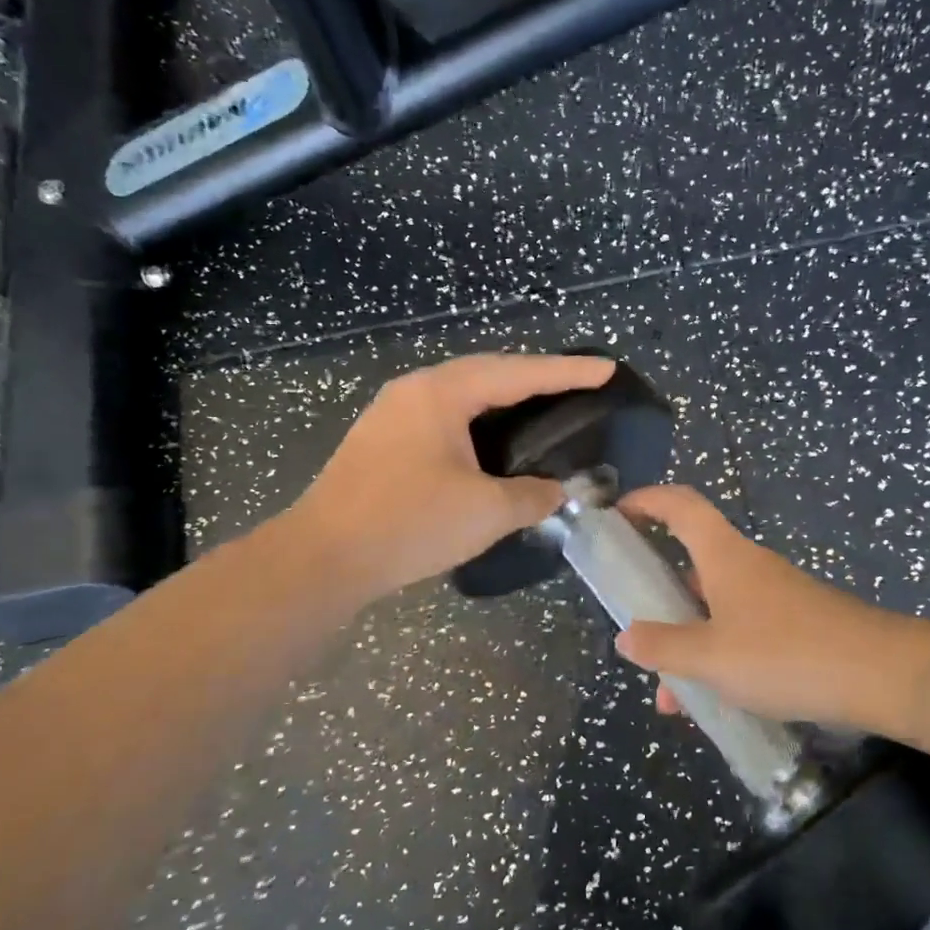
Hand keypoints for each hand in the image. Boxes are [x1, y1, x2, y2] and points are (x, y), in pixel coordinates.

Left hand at [292, 352, 615, 602]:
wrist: (322, 558)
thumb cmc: (408, 524)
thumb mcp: (485, 512)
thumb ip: (532, 496)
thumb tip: (558, 491)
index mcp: (441, 393)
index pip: (518, 373)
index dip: (567, 372)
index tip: (607, 370)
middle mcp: (415, 391)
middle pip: (487, 373)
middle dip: (535, 378)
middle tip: (577, 385)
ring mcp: (392, 415)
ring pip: (462, 396)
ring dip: (504, 400)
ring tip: (542, 408)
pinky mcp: (382, 442)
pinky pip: (444, 418)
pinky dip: (478, 423)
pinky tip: (492, 443)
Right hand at [615, 485, 929, 736]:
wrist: (882, 675)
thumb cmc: (785, 654)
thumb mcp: (711, 657)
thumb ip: (664, 647)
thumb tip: (626, 637)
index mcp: (724, 556)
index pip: (680, 505)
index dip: (646, 500)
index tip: (617, 515)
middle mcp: (747, 566)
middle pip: (692, 565)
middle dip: (660, 600)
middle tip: (637, 632)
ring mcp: (775, 596)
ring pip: (716, 610)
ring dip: (689, 645)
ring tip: (674, 700)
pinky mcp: (796, 624)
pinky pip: (742, 632)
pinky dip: (720, 659)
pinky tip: (717, 704)